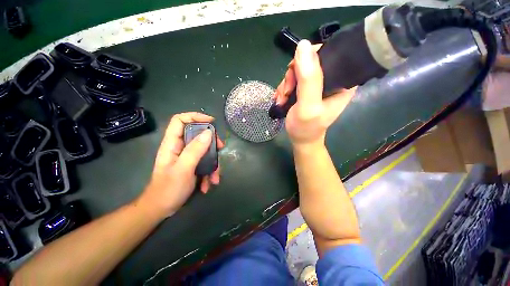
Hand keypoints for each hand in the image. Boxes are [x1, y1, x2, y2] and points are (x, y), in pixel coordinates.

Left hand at [138, 112, 224, 217]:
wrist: (161, 209)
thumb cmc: (168, 189)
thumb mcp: (183, 169)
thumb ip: (195, 150)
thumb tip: (209, 132)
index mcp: (172, 143)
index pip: (180, 120)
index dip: (195, 117)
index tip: (212, 122)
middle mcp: (180, 147)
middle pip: (197, 134)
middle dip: (211, 141)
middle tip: (221, 148)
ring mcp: (187, 157)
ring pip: (205, 150)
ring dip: (213, 162)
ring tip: (215, 176)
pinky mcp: (193, 165)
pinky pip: (205, 162)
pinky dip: (210, 172)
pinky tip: (209, 183)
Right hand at [274, 40, 355, 149]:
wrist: (301, 139)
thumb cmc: (306, 128)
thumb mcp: (308, 106)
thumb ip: (308, 80)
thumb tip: (303, 45)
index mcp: (343, 81)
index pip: (330, 53)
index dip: (309, 58)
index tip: (295, 73)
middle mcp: (333, 79)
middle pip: (310, 61)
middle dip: (293, 75)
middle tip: (286, 92)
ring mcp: (319, 84)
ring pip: (299, 70)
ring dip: (286, 84)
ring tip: (282, 99)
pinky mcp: (308, 89)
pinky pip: (294, 79)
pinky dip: (285, 88)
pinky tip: (282, 98)